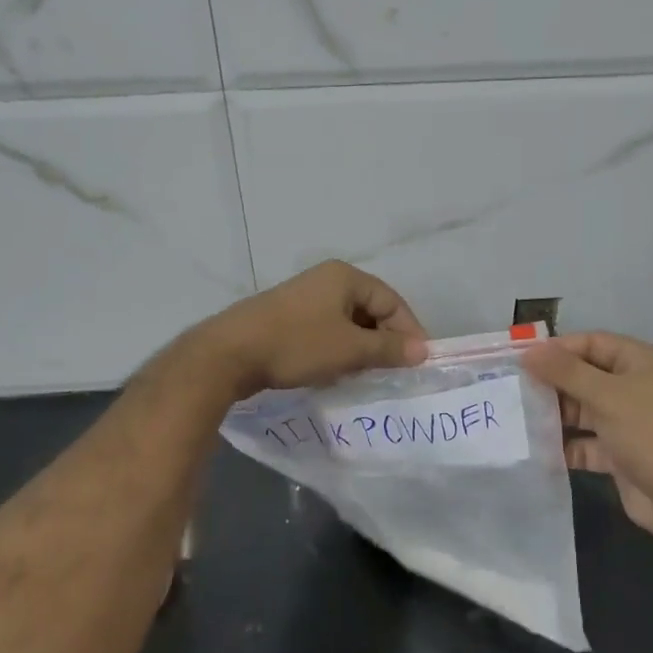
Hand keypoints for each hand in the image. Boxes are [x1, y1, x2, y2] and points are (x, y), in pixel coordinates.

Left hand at [200, 261, 427, 396]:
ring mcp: (304, 298)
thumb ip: (388, 349)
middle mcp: (326, 280)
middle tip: (393, 372)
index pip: (392, 301)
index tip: (418, 363)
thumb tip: (423, 351)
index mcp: (345, 277)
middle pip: (370, 310)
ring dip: (360, 348)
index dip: (409, 331)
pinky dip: (337, 349)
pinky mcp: (287, 317)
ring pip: (348, 323)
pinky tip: (335, 372)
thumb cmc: (297, 345)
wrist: (230, 354)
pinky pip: (326, 330)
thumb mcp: (349, 349)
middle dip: (384, 341)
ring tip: (365, 375)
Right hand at [522, 331, 652, 537]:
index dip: (558, 348)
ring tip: (517, 418)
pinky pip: (585, 443)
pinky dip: (564, 446)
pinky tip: (536, 449)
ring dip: (555, 415)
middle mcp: (634, 388)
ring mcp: (627, 423)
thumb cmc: (650, 434)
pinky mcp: (619, 455)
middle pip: (584, 376)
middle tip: (513, 389)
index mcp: (639, 363)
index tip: (522, 359)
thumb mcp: (606, 396)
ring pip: (582, 411)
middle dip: (552, 383)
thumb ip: (565, 372)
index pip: (592, 343)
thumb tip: (528, 351)